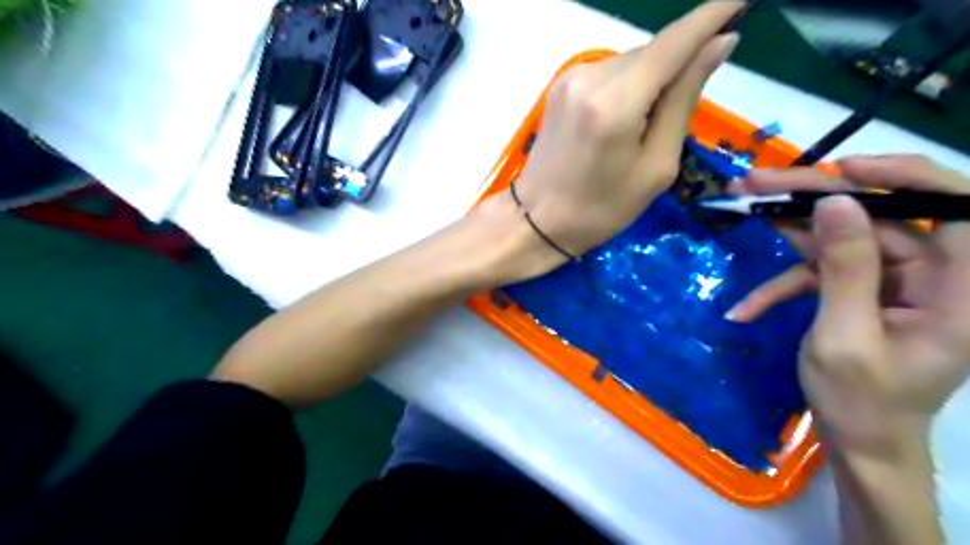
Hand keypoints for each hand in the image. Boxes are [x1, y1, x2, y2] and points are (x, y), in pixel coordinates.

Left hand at [509, 0, 744, 262]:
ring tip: (640, 132)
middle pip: (653, 53)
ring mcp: (570, 79)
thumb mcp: (655, 166)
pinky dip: (627, 88)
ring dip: (651, 82)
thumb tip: (718, 44)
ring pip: (631, 62)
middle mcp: (590, 77)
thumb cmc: (601, 208)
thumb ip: (684, 100)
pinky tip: (621, 123)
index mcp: (616, 103)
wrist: (536, 220)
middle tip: (675, 117)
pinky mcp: (560, 86)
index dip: (713, 15)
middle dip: (678, 68)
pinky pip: (609, 74)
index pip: (675, 41)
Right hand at [732, 153, 968, 458]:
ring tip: (741, 203)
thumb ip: (846, 268)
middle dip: (811, 198)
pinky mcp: (856, 292)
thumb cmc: (861, 401)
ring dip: (786, 227)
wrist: (858, 442)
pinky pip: (817, 274)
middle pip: (874, 217)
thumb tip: (836, 203)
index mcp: (956, 288)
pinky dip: (779, 287)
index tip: (843, 170)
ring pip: (838, 238)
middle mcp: (928, 276)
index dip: (907, 177)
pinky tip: (745, 309)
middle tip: (755, 182)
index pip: (956, 208)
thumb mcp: (845, 336)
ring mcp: (888, 283)